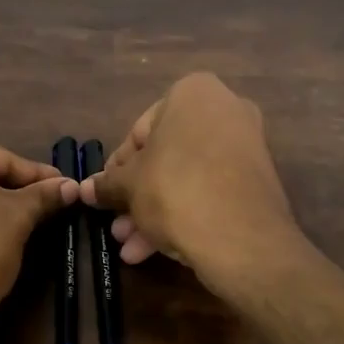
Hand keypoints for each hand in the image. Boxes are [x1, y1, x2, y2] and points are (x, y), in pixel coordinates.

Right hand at [81, 72, 296, 281]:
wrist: (241, 236)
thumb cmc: (174, 189)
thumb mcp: (129, 186)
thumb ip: (107, 184)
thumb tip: (85, 189)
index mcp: (194, 93)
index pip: (140, 130)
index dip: (118, 167)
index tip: (105, 193)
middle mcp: (226, 110)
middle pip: (166, 157)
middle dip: (138, 195)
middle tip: (117, 225)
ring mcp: (246, 147)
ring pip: (187, 178)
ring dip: (155, 212)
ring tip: (131, 247)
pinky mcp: (257, 182)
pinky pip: (210, 192)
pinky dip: (185, 214)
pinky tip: (156, 250)